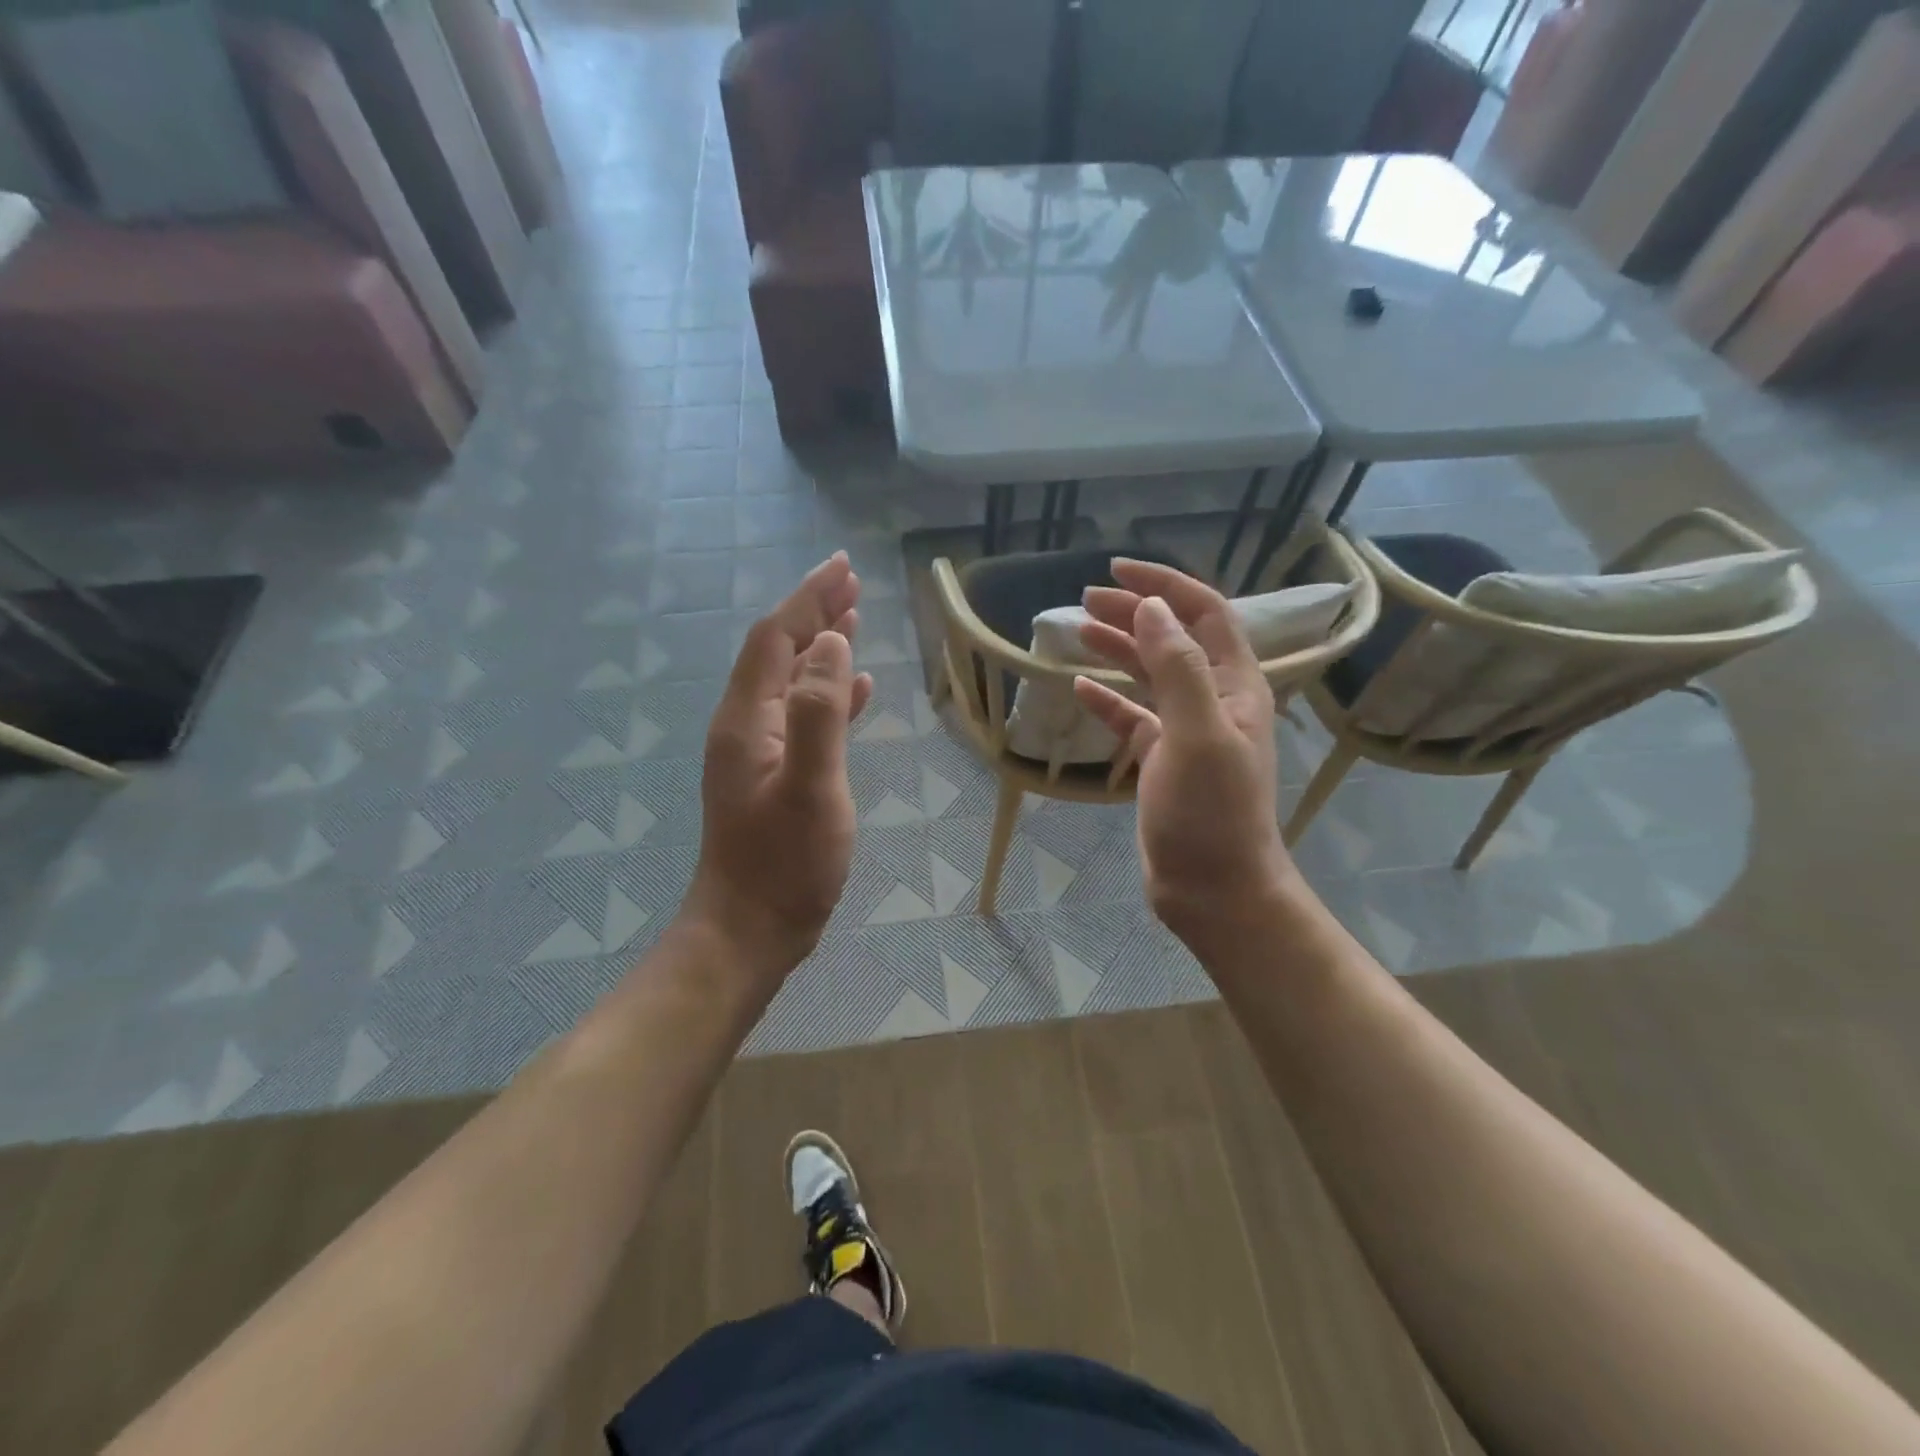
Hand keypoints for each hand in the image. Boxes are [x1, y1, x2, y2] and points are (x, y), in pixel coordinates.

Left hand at [684, 552, 872, 985]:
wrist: (750, 930)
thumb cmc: (785, 863)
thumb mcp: (810, 786)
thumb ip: (819, 712)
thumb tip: (830, 643)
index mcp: (748, 719)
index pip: (776, 639)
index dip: (807, 599)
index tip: (842, 568)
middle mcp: (747, 726)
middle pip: (780, 652)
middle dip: (813, 613)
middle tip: (852, 585)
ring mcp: (759, 752)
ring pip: (793, 681)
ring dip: (822, 648)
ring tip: (855, 621)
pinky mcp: (776, 776)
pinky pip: (803, 717)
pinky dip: (829, 694)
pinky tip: (856, 690)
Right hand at [1073, 559, 1296, 946]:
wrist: (1215, 888)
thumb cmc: (1211, 812)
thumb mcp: (1197, 734)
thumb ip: (1178, 668)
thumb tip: (1152, 608)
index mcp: (1235, 686)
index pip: (1204, 614)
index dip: (1165, 585)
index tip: (1118, 569)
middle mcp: (1215, 701)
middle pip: (1173, 639)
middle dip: (1134, 613)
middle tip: (1087, 599)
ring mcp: (1188, 732)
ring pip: (1151, 676)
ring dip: (1119, 650)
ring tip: (1078, 631)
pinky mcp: (1164, 761)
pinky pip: (1134, 718)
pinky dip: (1109, 700)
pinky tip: (1081, 688)